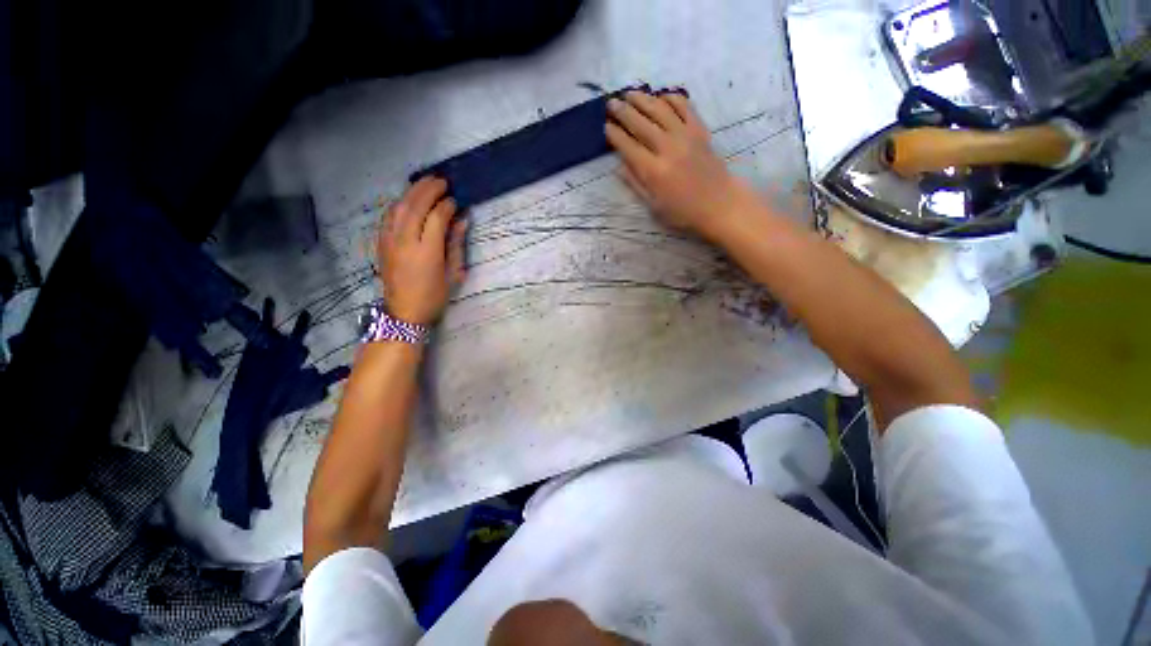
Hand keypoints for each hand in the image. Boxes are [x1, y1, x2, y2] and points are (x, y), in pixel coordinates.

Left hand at [378, 177, 467, 324]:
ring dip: (413, 191)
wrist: (404, 312)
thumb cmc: (434, 296)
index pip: (436, 218)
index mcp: (427, 252)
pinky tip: (408, 199)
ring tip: (426, 182)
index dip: (446, 206)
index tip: (456, 202)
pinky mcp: (381, 242)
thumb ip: (456, 245)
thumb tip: (462, 221)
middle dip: (429, 190)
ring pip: (399, 207)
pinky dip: (400, 203)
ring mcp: (389, 240)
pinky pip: (388, 215)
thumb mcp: (453, 274)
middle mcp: (405, 241)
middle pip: (415, 206)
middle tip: (442, 181)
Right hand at [606, 91, 756, 241]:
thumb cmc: (683, 212)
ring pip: (659, 109)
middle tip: (611, 103)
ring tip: (629, 93)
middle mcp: (667, 148)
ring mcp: (685, 136)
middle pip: (640, 123)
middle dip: (623, 112)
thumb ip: (636, 184)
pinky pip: (684, 106)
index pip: (628, 146)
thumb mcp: (654, 207)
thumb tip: (619, 166)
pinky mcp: (700, 130)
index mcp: (654, 171)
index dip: (614, 135)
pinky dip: (670, 97)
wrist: (719, 204)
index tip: (605, 127)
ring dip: (642, 99)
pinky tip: (660, 96)